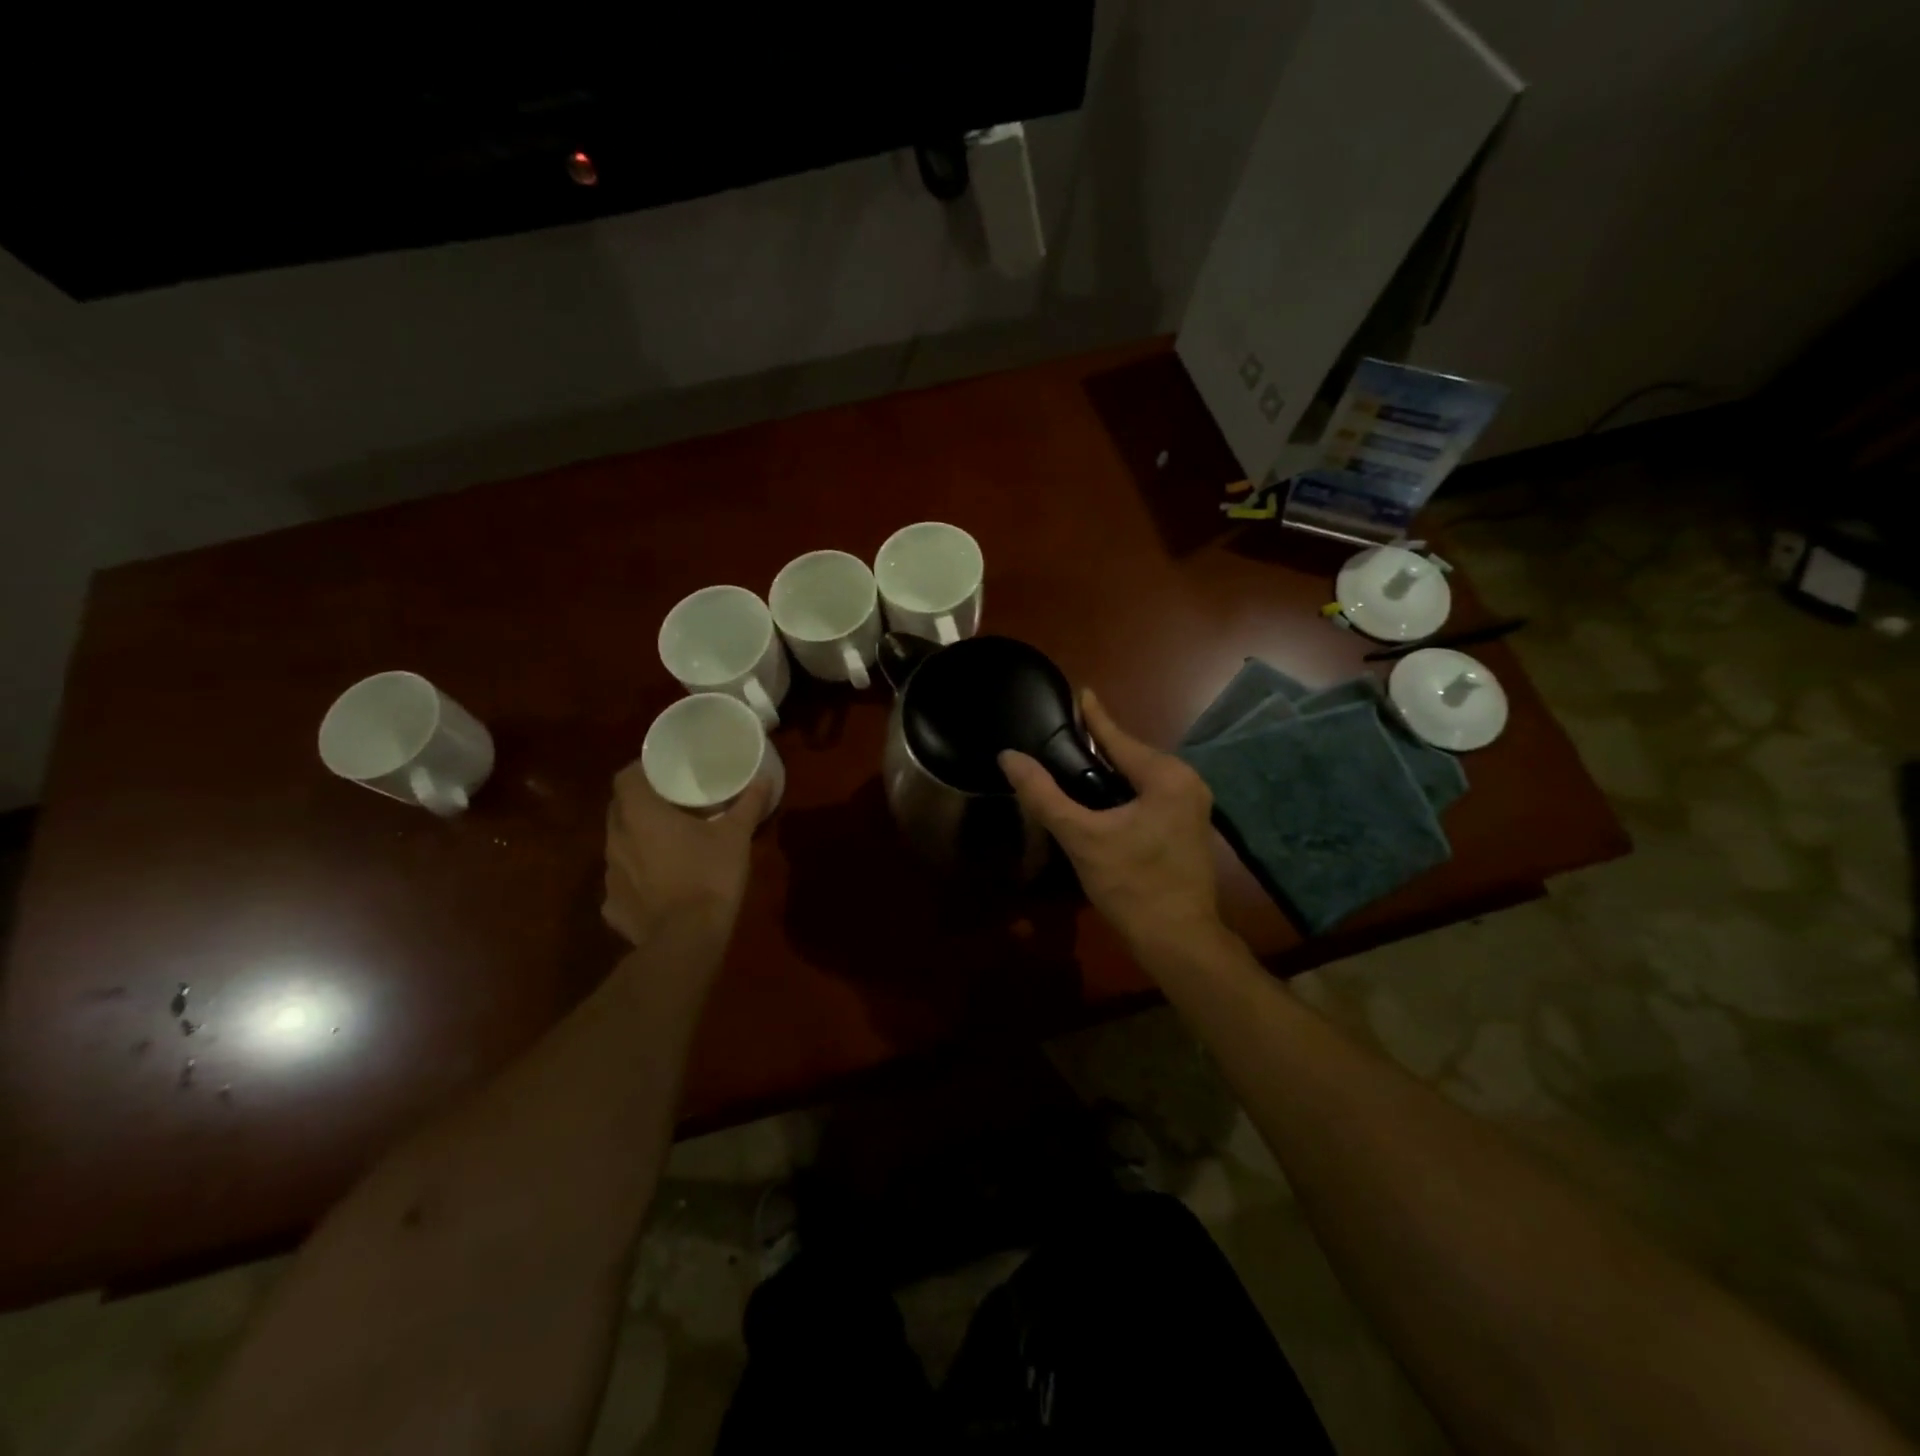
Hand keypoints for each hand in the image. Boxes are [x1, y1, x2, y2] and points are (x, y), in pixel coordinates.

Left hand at [603, 761, 768, 946]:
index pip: (624, 778)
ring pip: (619, 846)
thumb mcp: (736, 836)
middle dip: (639, 804)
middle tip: (670, 804)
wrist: (687, 940)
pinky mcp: (613, 906)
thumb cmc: (710, 875)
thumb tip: (764, 778)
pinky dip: (637, 880)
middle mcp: (616, 840)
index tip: (663, 773)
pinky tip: (658, 887)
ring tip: (666, 844)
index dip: (640, 771)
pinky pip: (622, 883)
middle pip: (619, 810)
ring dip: (637, 841)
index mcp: (640, 815)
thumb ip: (748, 803)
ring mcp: (610, 876)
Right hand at [999, 690, 1221, 953]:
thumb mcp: (1082, 838)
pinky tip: (1101, 799)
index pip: (1119, 738)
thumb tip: (1009, 758)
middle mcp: (1187, 782)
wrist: (1178, 940)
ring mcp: (1193, 806)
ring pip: (1141, 778)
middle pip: (1131, 756)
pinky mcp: (1188, 827)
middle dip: (1098, 748)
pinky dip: (1124, 791)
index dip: (1094, 717)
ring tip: (1073, 764)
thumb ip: (1044, 795)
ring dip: (1110, 772)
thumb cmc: (1131, 885)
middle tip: (1062, 737)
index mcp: (1166, 776)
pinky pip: (1150, 795)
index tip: (1080, 691)